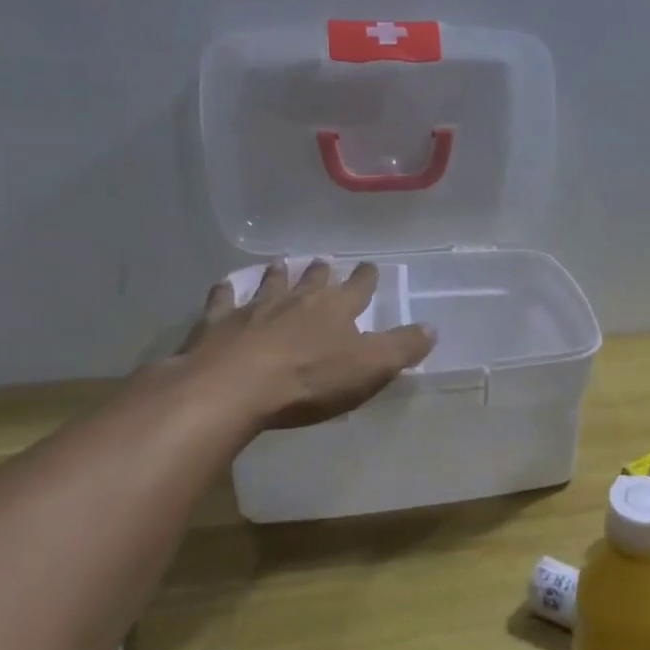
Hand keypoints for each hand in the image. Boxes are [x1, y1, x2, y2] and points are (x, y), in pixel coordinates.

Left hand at [177, 260, 435, 430]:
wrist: (233, 388)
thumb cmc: (309, 379)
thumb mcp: (371, 368)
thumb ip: (402, 347)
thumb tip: (432, 328)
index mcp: (336, 308)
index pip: (358, 287)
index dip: (366, 278)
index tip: (370, 266)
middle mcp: (297, 300)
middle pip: (313, 280)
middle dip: (321, 271)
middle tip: (323, 262)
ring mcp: (254, 309)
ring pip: (270, 284)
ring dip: (277, 274)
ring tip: (280, 264)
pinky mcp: (217, 324)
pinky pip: (222, 301)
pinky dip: (224, 293)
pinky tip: (223, 287)